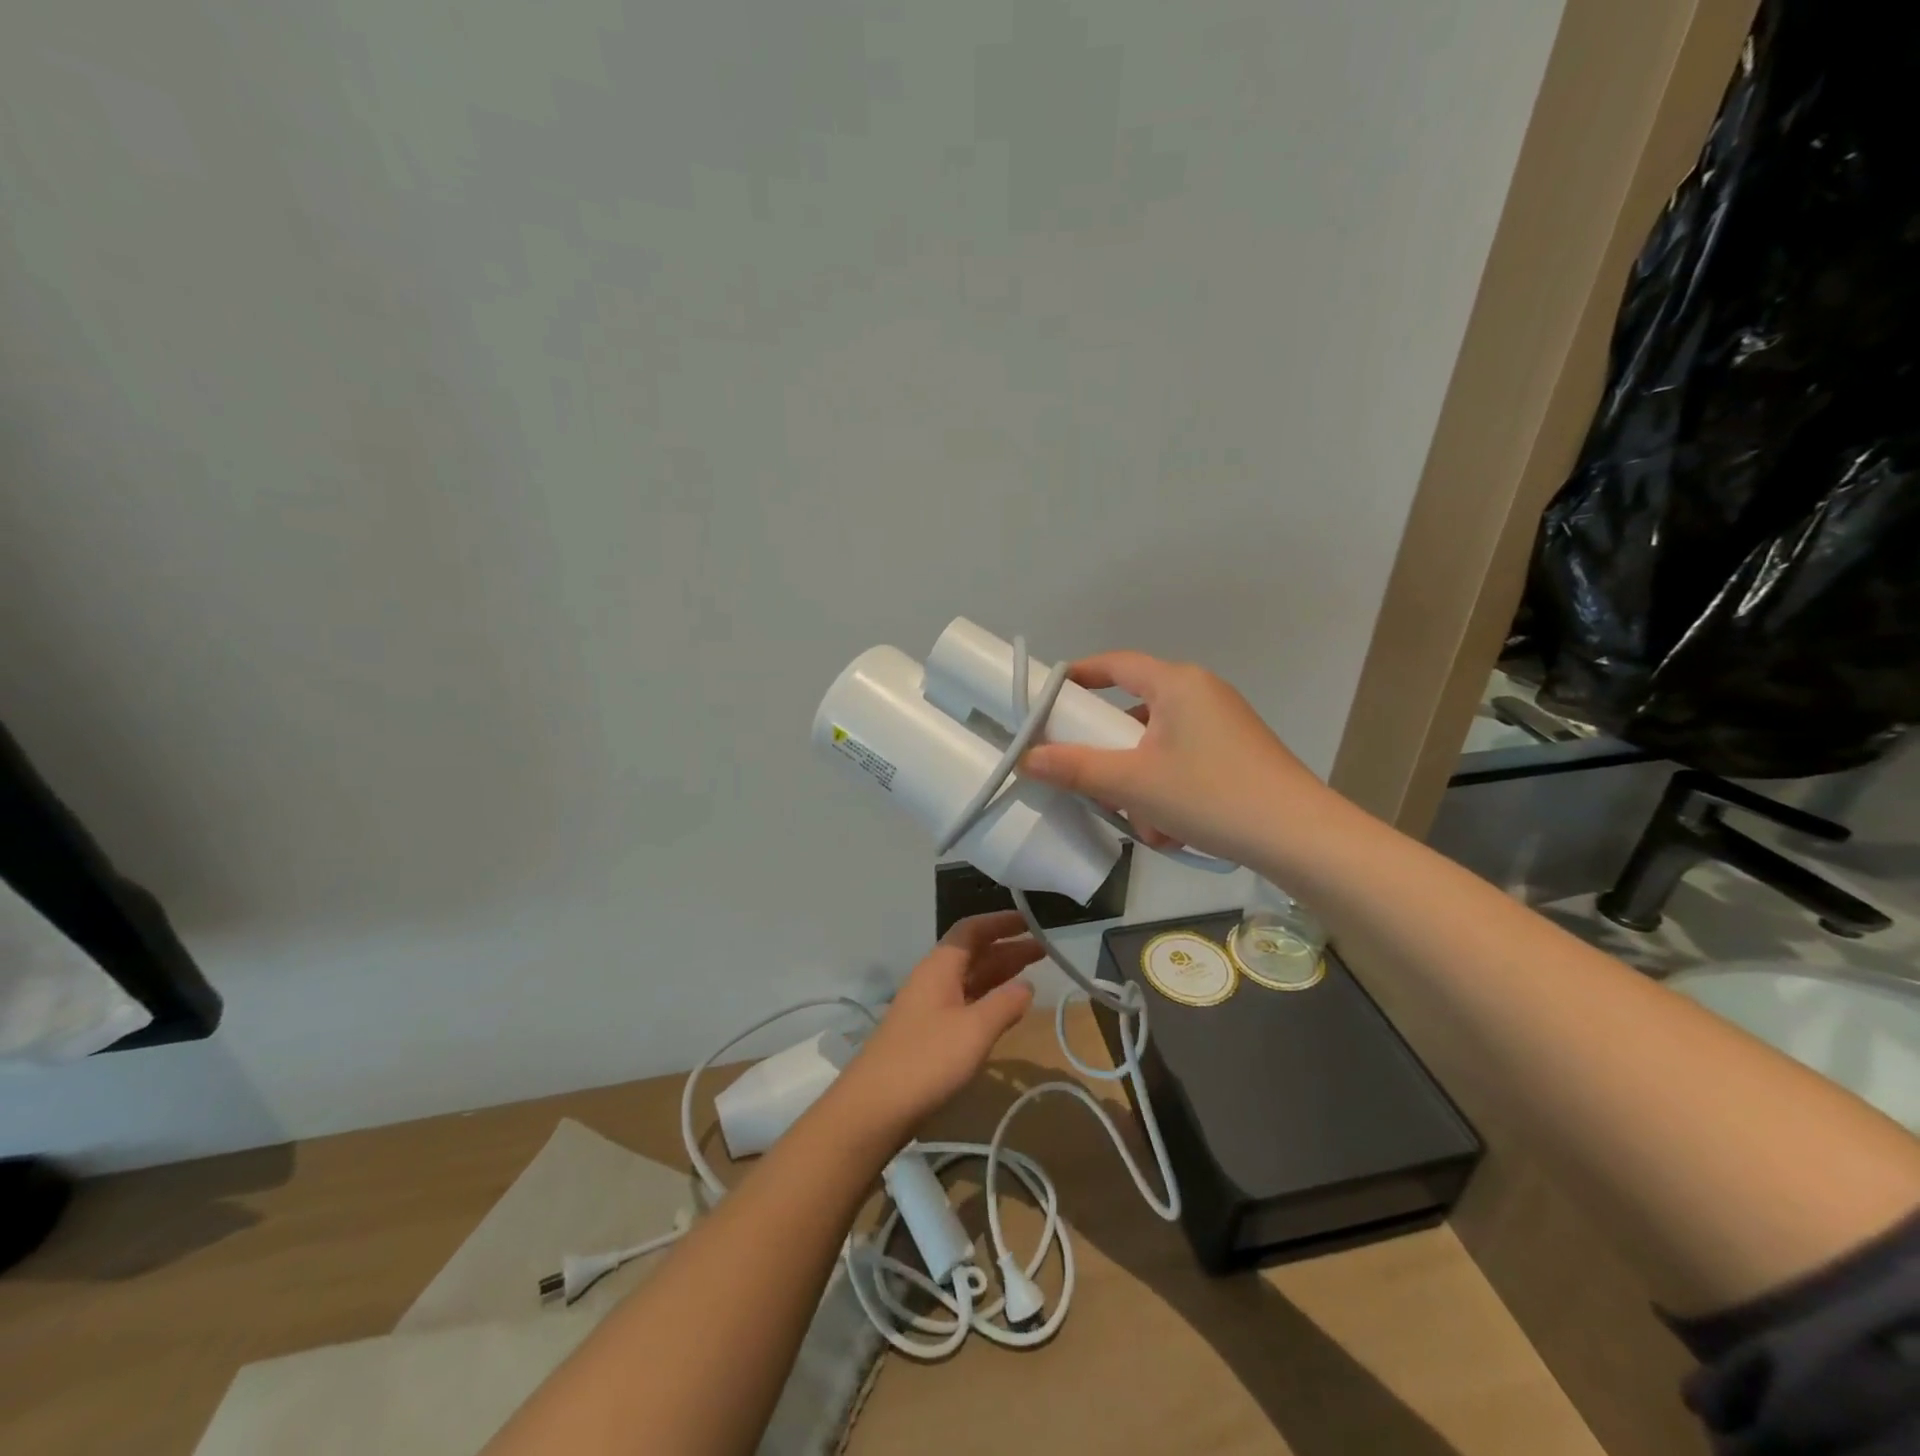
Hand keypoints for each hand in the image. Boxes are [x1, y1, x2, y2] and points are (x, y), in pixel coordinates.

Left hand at [838, 911, 1041, 1138]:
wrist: (874, 1107)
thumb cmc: (927, 1060)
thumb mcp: (974, 1030)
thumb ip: (1004, 1004)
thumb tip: (1027, 985)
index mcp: (939, 967)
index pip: (970, 931)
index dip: (999, 923)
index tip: (1029, 921)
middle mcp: (932, 979)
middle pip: (972, 954)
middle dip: (1006, 949)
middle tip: (1043, 950)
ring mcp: (928, 1007)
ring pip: (969, 979)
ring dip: (999, 974)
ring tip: (1032, 974)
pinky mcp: (928, 1033)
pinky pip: (964, 1002)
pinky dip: (987, 999)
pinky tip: (1004, 1010)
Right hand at [1021, 651, 1333, 868]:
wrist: (1300, 837)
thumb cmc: (1210, 795)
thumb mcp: (1132, 783)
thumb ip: (1074, 768)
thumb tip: (1027, 758)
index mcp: (1177, 684)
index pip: (1115, 664)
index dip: (1078, 676)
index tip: (1049, 698)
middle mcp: (1201, 693)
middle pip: (1134, 711)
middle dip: (1111, 752)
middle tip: (1091, 780)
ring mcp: (1223, 724)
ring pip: (1158, 745)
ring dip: (1140, 783)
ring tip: (1141, 821)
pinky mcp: (1237, 754)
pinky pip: (1184, 763)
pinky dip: (1168, 791)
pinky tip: (1172, 829)